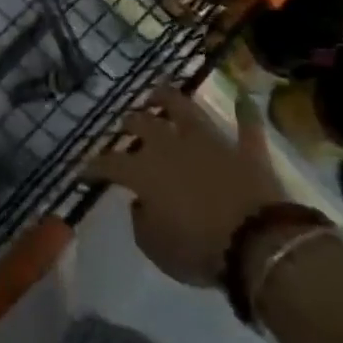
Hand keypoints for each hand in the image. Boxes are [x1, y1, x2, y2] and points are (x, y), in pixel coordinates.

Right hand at [86, 86, 289, 287]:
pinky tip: (244, 97)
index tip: (82, 171)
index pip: (108, 163)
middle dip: (129, 123)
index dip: (92, 166)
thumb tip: (141, 203)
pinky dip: (245, 112)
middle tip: (124, 126)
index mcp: (143, 171)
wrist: (260, 244)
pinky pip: (247, 126)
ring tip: (157, 93)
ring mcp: (210, 143)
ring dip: (169, 98)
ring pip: (185, 109)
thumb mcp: (155, 247)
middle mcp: (171, 146)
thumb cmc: (198, 249)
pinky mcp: (246, 150)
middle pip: (142, 124)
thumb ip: (141, 221)